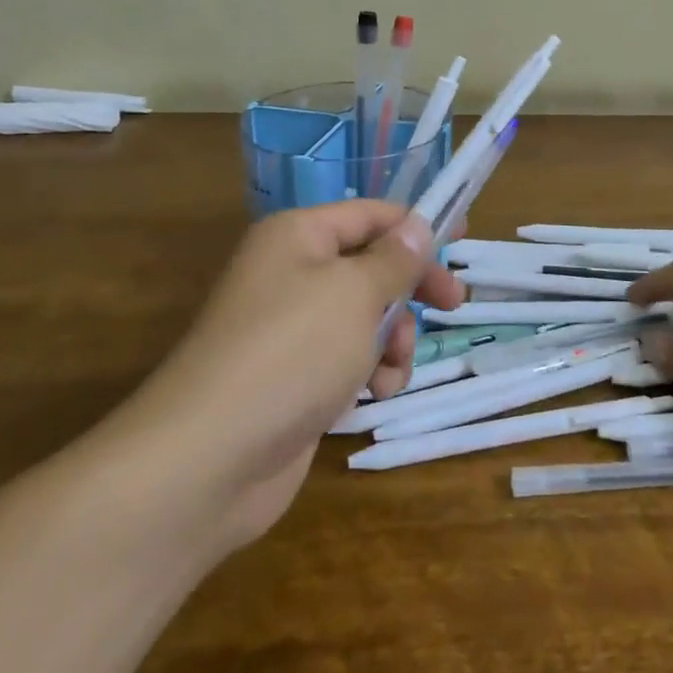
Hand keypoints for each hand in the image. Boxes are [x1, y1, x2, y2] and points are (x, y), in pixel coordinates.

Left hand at [95, 202, 462, 549]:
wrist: (210, 458)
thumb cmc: (291, 353)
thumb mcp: (356, 293)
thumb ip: (394, 258)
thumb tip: (417, 224)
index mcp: (298, 237)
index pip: (370, 214)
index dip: (417, 224)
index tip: (463, 238)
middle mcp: (291, 273)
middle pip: (370, 266)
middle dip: (411, 288)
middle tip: (453, 304)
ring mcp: (290, 329)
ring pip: (365, 316)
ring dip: (393, 339)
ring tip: (393, 367)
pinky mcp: (294, 377)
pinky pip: (348, 358)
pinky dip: (370, 371)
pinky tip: (375, 394)